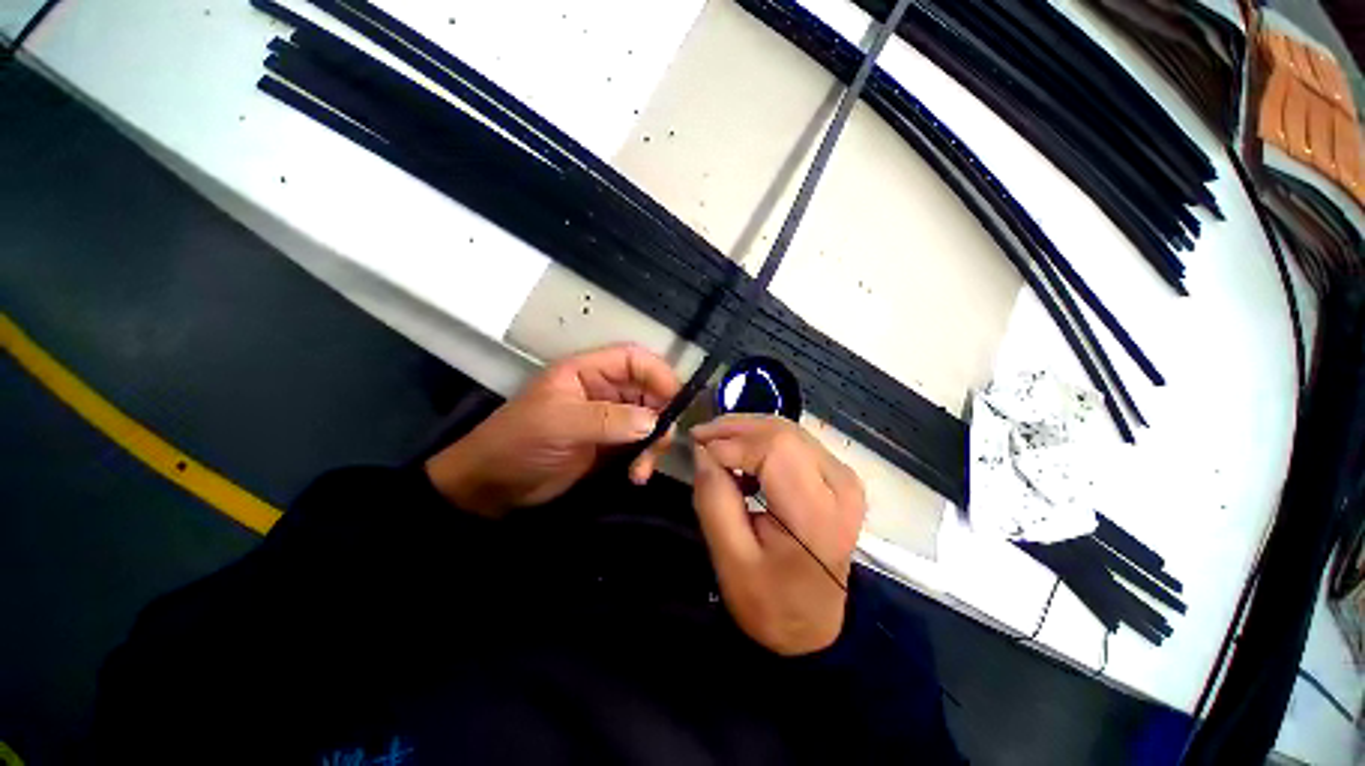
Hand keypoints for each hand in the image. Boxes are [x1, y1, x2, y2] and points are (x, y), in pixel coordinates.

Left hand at [426, 344, 679, 516]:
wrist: (493, 488)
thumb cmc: (519, 443)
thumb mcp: (560, 424)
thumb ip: (608, 419)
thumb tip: (654, 421)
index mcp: (587, 372)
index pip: (633, 359)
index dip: (659, 373)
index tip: (677, 400)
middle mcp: (602, 390)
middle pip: (648, 390)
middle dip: (660, 415)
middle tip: (661, 443)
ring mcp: (608, 419)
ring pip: (649, 420)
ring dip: (653, 443)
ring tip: (643, 468)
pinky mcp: (610, 445)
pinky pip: (640, 445)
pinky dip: (644, 459)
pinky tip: (637, 476)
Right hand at [691, 415, 865, 655]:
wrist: (814, 629)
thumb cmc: (770, 603)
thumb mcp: (730, 559)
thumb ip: (713, 498)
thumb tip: (703, 450)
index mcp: (817, 511)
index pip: (773, 447)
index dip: (730, 442)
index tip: (696, 448)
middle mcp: (840, 483)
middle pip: (782, 431)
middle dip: (736, 427)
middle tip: (700, 436)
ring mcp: (844, 476)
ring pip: (788, 430)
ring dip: (747, 431)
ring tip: (715, 444)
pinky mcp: (838, 476)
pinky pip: (794, 441)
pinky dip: (762, 441)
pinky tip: (741, 457)